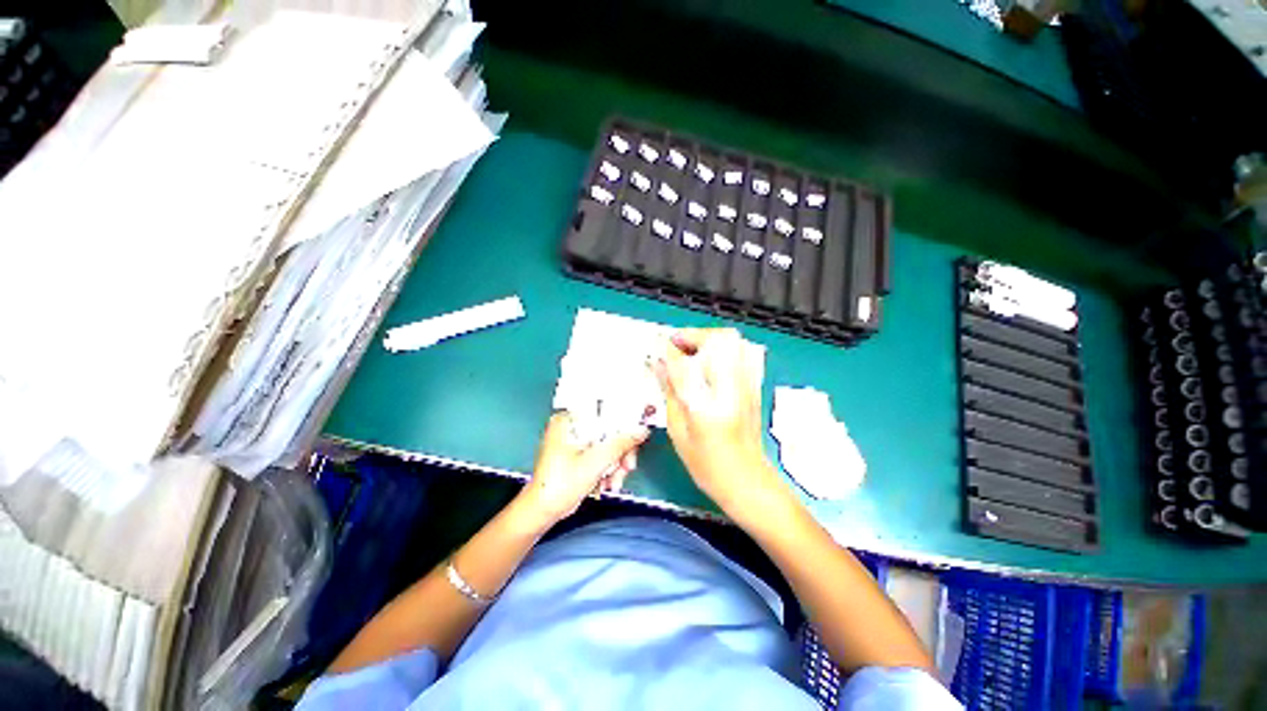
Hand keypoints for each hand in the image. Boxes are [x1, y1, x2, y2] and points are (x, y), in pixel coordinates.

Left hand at [521, 412, 648, 524]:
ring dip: (616, 464)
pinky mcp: (579, 455)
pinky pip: (601, 454)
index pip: (604, 411)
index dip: (624, 422)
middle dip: (620, 452)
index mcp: (569, 419)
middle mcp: (572, 426)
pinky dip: (608, 468)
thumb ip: (621, 443)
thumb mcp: (596, 462)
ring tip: (615, 481)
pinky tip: (608, 482)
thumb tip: (641, 430)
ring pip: (607, 444)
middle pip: (609, 430)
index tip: (637, 434)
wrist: (543, 512)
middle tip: (627, 466)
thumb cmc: (559, 485)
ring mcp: (575, 441)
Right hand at [653, 328, 781, 514]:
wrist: (747, 480)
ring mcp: (746, 384)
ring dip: (708, 339)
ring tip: (692, 351)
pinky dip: (725, 347)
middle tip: (676, 345)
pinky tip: (712, 360)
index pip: (683, 363)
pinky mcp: (754, 385)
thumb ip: (669, 391)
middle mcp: (729, 388)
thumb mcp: (677, 430)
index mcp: (704, 404)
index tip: (656, 343)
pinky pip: (743, 351)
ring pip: (733, 341)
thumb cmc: (706, 463)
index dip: (667, 349)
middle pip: (717, 340)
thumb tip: (658, 363)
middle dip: (693, 335)